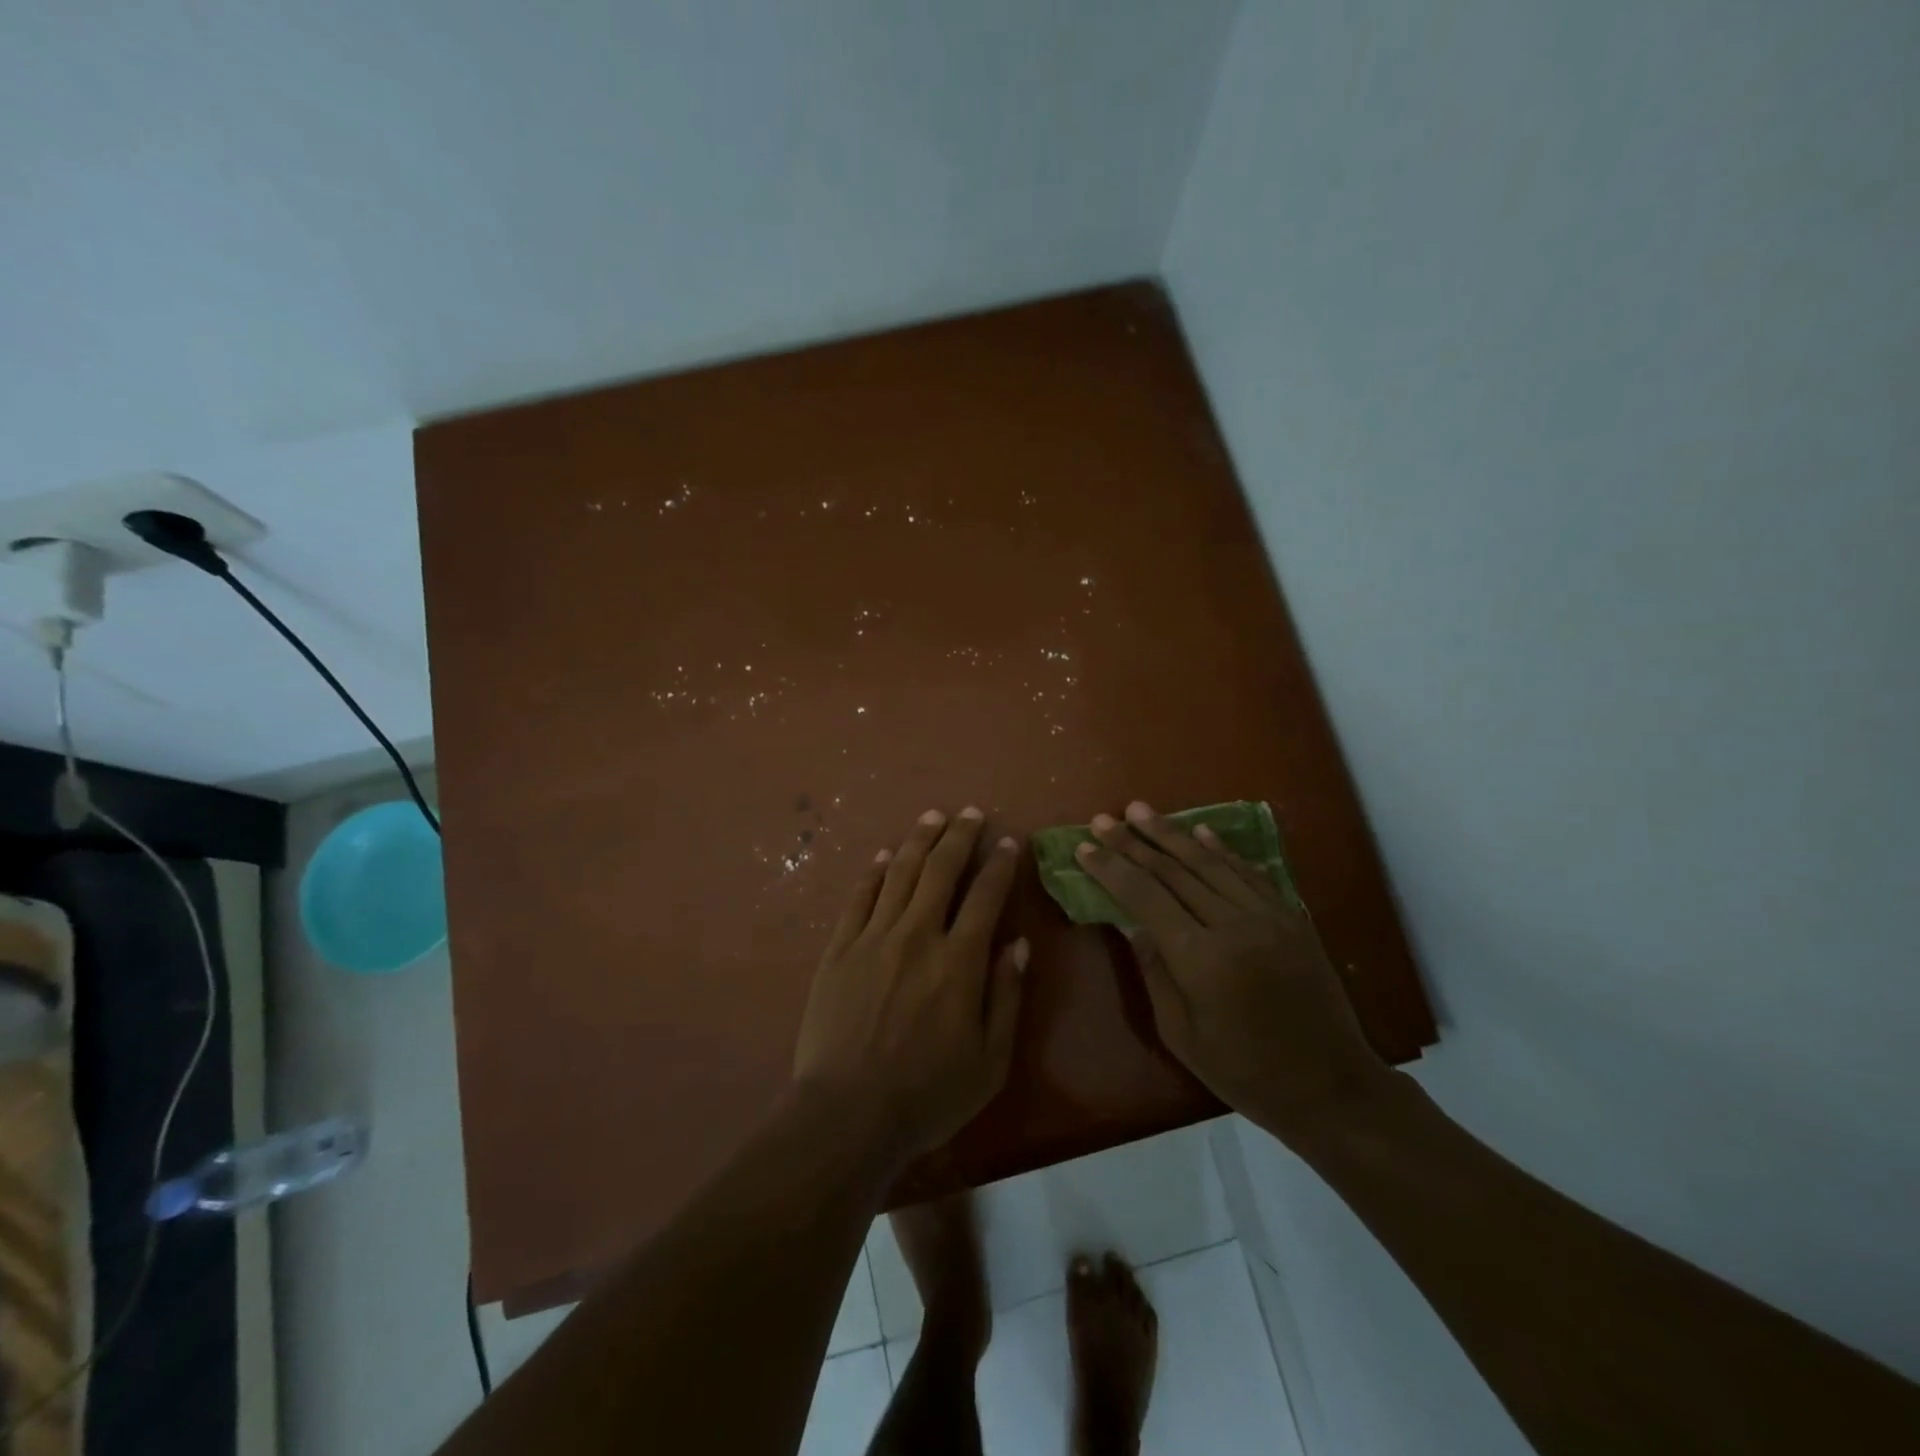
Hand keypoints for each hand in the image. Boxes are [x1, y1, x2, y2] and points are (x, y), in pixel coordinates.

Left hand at [793, 807, 1028, 1162]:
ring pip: (900, 872)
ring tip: (932, 816)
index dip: (999, 864)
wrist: (847, 1114)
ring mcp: (873, 937)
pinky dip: (874, 871)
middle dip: (959, 835)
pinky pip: (859, 897)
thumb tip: (1019, 944)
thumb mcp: (990, 1060)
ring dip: (919, 840)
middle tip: (970, 813)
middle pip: (941, 869)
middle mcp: (917, 935)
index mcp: (959, 961)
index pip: (985, 896)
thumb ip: (1007, 996)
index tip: (1008, 842)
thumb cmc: (928, 1094)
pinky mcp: (839, 948)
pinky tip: (883, 855)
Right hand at [1075, 801, 1390, 1148]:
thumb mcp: (1181, 1034)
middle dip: (1133, 842)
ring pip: (1209, 863)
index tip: (1084, 848)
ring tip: (1140, 810)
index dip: (1111, 869)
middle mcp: (1233, 926)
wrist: (1331, 1087)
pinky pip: (1249, 873)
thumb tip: (1129, 922)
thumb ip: (1154, 971)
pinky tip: (1199, 831)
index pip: (1144, 897)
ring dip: (1171, 834)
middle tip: (1103, 819)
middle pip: (1173, 872)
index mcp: (1200, 959)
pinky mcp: (1291, 917)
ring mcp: (1268, 917)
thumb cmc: (1245, 1073)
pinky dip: (1221, 850)